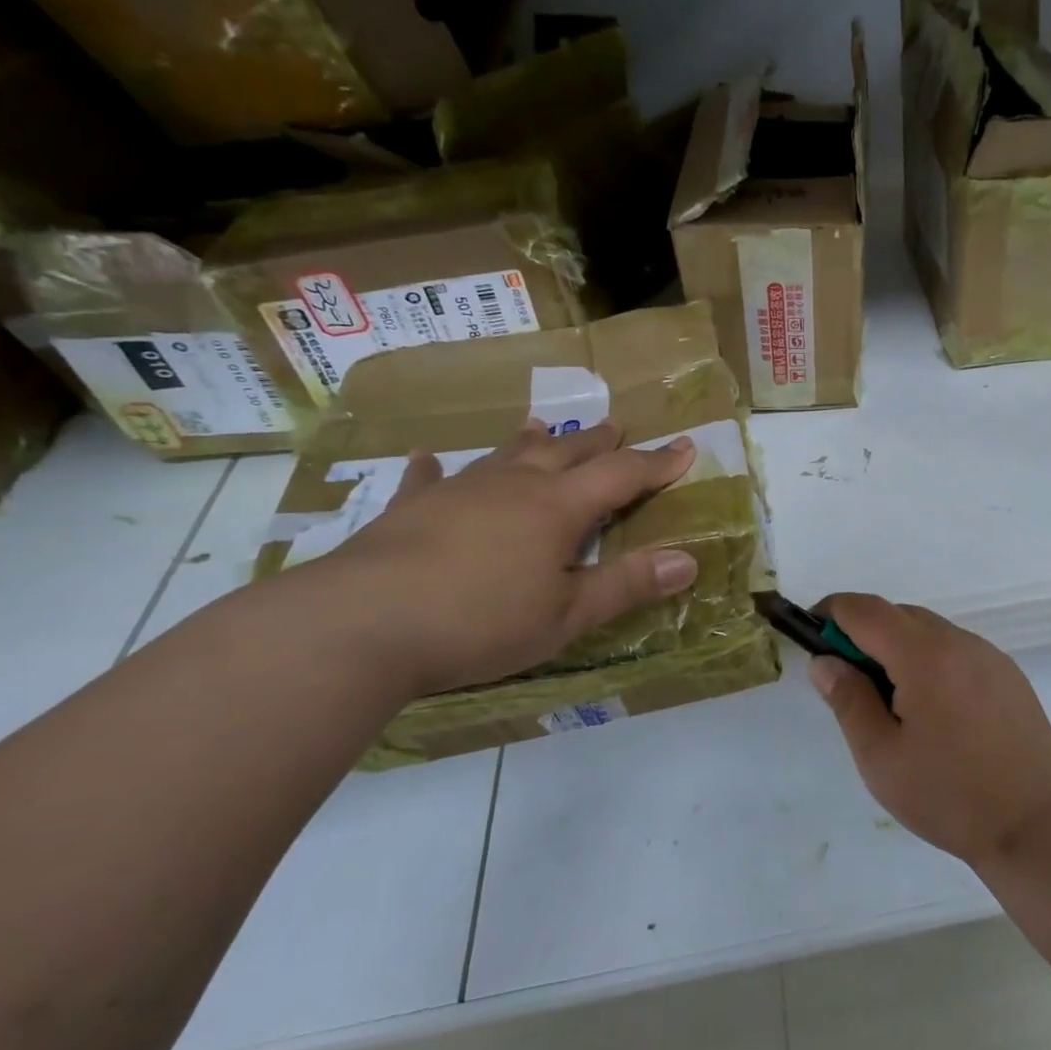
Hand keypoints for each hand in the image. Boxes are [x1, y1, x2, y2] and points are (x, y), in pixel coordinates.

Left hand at [288, 422, 697, 698]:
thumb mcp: (567, 614)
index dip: (657, 463)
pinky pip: (429, 479)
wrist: (362, 624)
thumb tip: (688, 561)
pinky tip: (429, 461)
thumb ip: (627, 585)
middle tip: (617, 425)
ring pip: (505, 455)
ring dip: (531, 441)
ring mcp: (459, 491)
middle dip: (598, 441)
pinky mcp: (410, 509)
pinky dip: (436, 470)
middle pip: (566, 452)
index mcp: (558, 508)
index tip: (686, 447)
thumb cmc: (480, 622)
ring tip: (542, 426)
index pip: (622, 475)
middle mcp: (513, 485)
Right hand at [808, 594, 1050, 868]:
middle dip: (863, 633)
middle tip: (849, 681)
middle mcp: (959, 641)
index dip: (831, 613)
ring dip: (897, 647)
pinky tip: (935, 710)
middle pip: (897, 614)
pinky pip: (955, 649)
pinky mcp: (1007, 673)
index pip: (865, 610)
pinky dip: (930, 660)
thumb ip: (848, 700)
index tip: (811, 637)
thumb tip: (824, 661)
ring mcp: (988, 654)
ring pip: (928, 630)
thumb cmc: (950, 795)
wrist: (1036, 824)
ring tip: (892, 703)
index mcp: (924, 656)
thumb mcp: (881, 757)